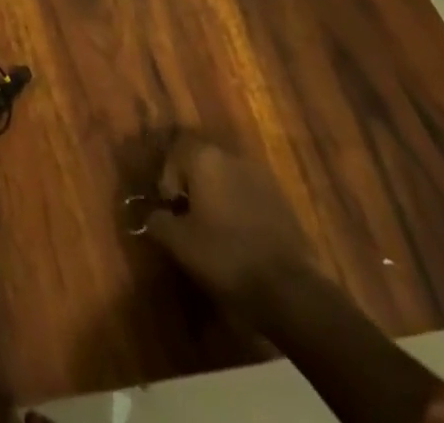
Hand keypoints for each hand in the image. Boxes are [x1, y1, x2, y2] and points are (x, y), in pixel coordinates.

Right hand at [144, 135, 312, 307]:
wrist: (290, 289)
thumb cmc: (225, 256)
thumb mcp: (179, 243)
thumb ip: (159, 221)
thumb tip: (153, 215)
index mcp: (205, 157)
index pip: (175, 154)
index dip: (167, 180)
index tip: (170, 210)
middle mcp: (232, 157)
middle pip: (203, 162)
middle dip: (193, 185)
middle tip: (189, 217)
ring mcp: (262, 177)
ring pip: (228, 178)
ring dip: (218, 196)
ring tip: (215, 229)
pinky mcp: (283, 201)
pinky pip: (250, 195)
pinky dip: (240, 209)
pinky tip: (241, 239)